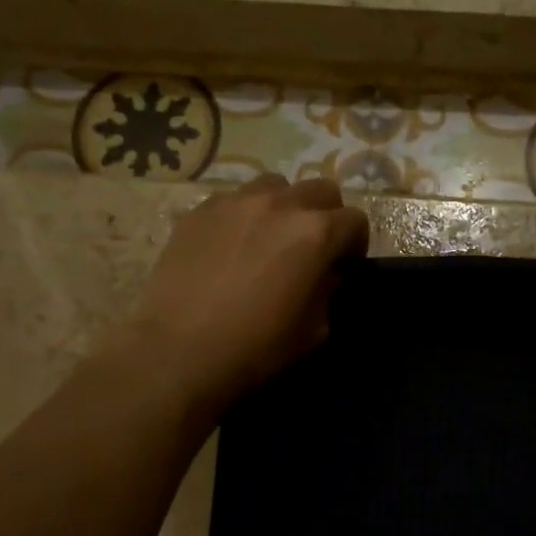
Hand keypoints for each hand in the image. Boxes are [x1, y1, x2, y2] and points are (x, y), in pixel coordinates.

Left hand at [128, 175, 368, 416]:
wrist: (179, 350)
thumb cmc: (256, 347)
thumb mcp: (313, 331)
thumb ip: (328, 292)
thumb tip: (325, 276)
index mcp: (316, 234)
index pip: (355, 220)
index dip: (356, 244)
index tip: (345, 266)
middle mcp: (281, 204)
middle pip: (321, 190)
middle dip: (326, 215)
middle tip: (313, 247)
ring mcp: (237, 201)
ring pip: (276, 185)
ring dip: (285, 206)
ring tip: (271, 237)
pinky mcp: (201, 209)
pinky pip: (235, 199)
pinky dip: (245, 215)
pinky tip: (232, 245)